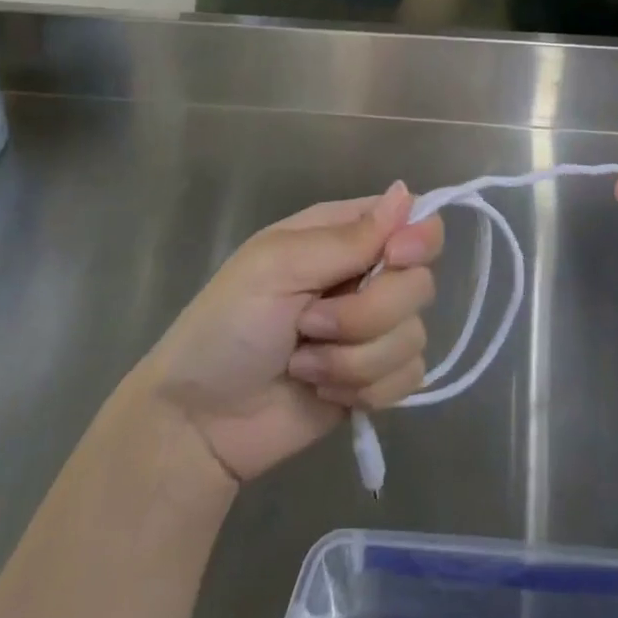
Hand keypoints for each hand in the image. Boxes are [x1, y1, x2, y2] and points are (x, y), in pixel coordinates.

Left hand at [133, 182, 443, 483]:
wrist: (198, 424)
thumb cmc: (226, 327)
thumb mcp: (277, 267)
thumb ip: (347, 238)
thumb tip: (406, 193)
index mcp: (343, 235)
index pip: (414, 218)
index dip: (417, 238)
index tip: (395, 258)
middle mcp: (366, 276)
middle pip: (419, 283)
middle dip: (367, 314)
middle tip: (310, 324)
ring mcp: (374, 331)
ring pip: (413, 336)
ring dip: (354, 359)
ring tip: (303, 364)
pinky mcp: (376, 379)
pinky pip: (409, 378)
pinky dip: (364, 390)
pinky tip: (323, 390)